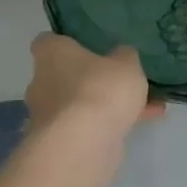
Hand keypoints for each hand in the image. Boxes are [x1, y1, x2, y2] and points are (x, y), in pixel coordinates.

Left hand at [25, 35, 164, 134]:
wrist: (83, 144)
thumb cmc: (100, 89)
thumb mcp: (126, 63)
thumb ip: (124, 56)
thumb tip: (120, 55)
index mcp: (51, 55)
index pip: (47, 42)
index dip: (66, 43)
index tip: (87, 47)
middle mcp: (42, 83)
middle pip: (64, 76)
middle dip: (89, 79)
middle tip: (119, 79)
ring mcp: (48, 116)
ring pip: (80, 104)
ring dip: (106, 105)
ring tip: (145, 104)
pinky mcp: (59, 143)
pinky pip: (87, 127)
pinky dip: (110, 125)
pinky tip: (144, 122)